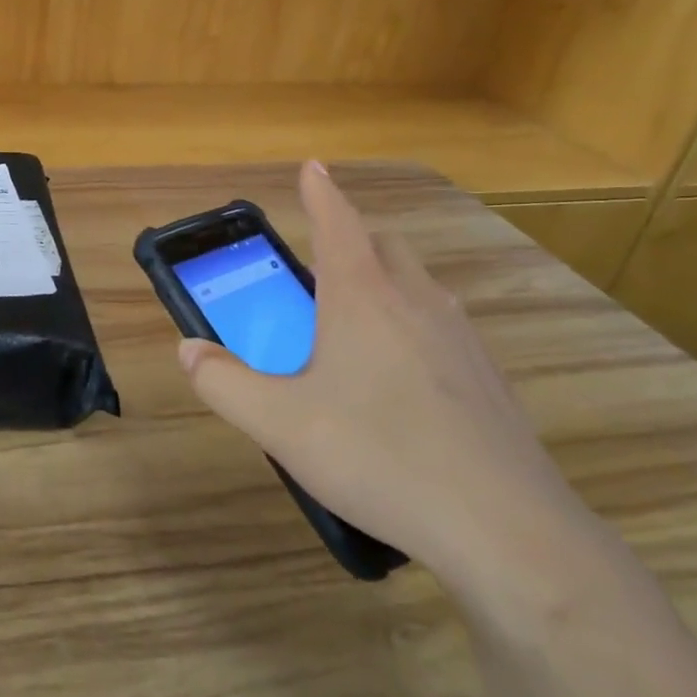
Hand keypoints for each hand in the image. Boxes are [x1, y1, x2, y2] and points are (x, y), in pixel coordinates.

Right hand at [178, 161, 590, 588]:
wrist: (506, 531)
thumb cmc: (379, 456)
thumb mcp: (280, 424)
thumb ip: (224, 383)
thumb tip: (189, 351)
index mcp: (363, 299)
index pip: (338, 223)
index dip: (321, 192)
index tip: (312, 166)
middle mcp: (417, 303)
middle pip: (385, 246)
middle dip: (353, 240)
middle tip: (321, 269)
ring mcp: (462, 339)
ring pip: (421, 285)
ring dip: (387, 283)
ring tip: (357, 326)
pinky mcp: (490, 380)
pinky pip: (445, 328)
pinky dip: (416, 326)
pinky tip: (401, 383)